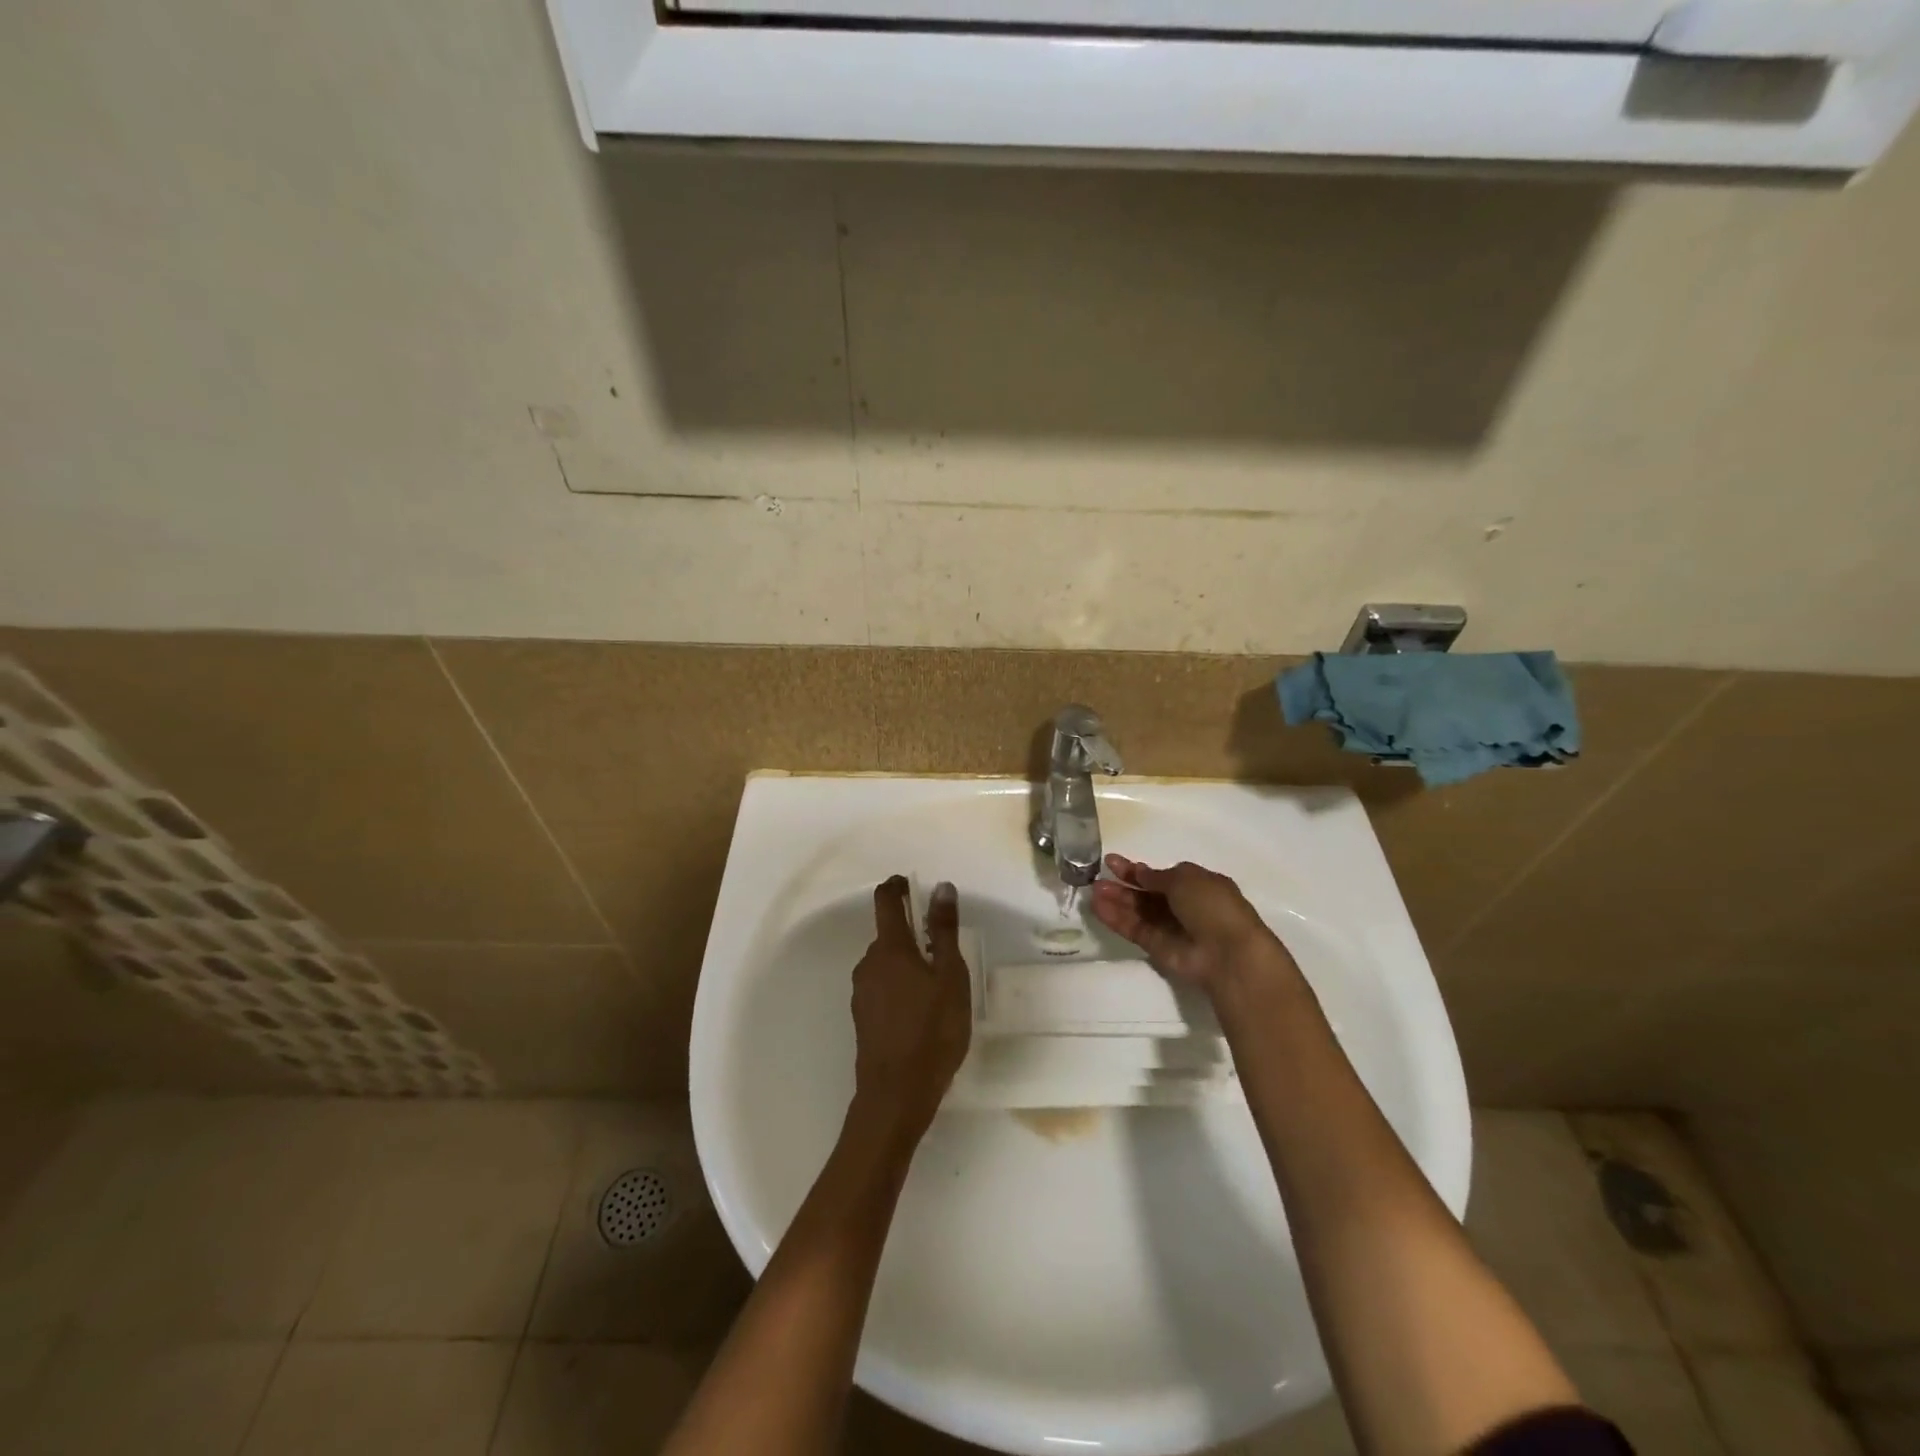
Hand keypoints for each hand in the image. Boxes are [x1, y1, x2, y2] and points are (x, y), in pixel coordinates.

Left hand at [848, 876, 972, 1146]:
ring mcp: (862, 992)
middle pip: (888, 934)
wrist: (896, 1095)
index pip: (886, 900)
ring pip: (886, 963)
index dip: (898, 886)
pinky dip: (900, 987)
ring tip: (938, 988)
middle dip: (913, 934)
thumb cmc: (932, 1031)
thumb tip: (942, 888)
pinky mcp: (863, 1017)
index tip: (914, 885)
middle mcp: (869, 963)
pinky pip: (883, 987)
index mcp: (890, 948)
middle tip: (945, 952)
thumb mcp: (950, 977)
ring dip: (908, 963)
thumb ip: (944, 931)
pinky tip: (921, 1012)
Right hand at [1088, 855, 1294, 995]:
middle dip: (1123, 885)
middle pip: (1147, 894)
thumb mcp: (1186, 879)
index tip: (1112, 862)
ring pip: (1138, 912)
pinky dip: (1117, 919)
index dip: (1137, 870)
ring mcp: (1170, 928)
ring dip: (1116, 901)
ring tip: (1092, 891)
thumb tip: (1141, 873)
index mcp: (1197, 885)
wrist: (1228, 953)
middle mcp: (1183, 906)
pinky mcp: (1158, 948)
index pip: (1161, 876)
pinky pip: (1135, 930)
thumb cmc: (1212, 906)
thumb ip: (1158, 876)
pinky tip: (1098, 908)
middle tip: (1097, 878)